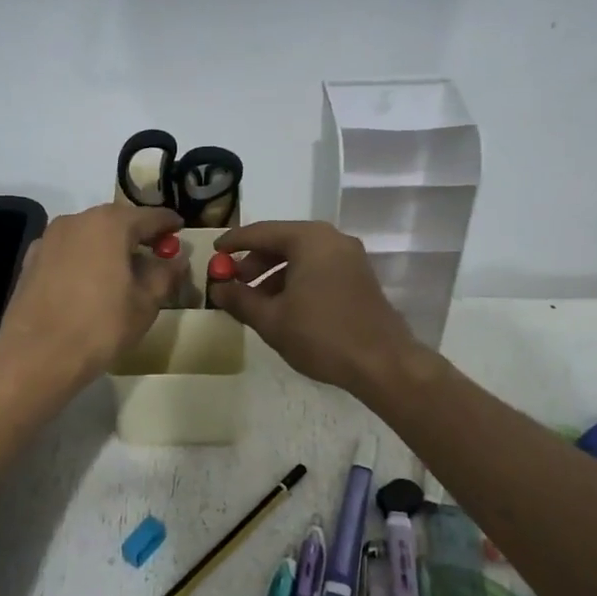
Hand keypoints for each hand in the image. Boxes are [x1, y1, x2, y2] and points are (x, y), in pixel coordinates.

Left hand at [0, 203, 185, 383]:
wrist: (37, 355)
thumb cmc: (100, 326)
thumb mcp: (146, 303)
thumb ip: (165, 274)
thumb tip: (176, 260)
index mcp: (110, 224)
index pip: (150, 216)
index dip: (169, 224)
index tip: (180, 231)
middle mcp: (77, 220)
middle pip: (117, 221)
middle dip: (137, 235)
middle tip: (155, 254)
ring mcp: (49, 238)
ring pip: (89, 235)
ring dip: (109, 246)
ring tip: (123, 272)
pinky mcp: (31, 259)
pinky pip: (68, 251)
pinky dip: (84, 259)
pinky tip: (89, 283)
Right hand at [207, 221, 421, 395]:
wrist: (382, 363)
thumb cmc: (321, 335)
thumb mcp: (271, 320)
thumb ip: (240, 299)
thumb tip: (218, 289)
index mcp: (309, 240)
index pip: (261, 232)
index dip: (233, 243)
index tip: (214, 253)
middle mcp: (332, 239)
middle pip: (282, 241)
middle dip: (254, 261)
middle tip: (232, 281)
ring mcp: (349, 257)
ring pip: (301, 256)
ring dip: (273, 274)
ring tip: (254, 299)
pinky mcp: (358, 276)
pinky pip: (318, 268)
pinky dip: (295, 279)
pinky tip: (282, 306)